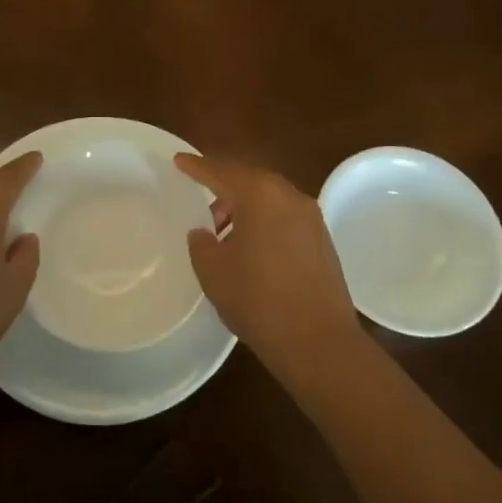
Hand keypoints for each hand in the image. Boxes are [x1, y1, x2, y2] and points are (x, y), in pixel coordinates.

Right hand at [175, 153, 363, 385]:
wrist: (318, 342)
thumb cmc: (258, 300)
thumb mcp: (214, 271)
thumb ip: (201, 243)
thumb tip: (204, 233)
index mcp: (261, 194)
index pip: (221, 172)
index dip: (197, 167)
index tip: (179, 160)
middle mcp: (290, 196)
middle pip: (250, 182)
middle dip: (223, 190)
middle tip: (202, 210)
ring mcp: (311, 219)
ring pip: (270, 201)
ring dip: (245, 210)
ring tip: (224, 238)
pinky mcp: (323, 241)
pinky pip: (285, 219)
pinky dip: (265, 224)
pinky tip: (253, 251)